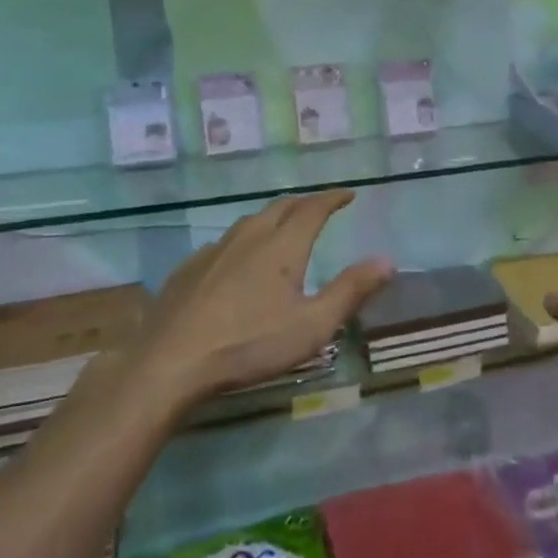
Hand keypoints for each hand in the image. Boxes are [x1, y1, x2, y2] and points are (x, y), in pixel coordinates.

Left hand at [131, 190, 393, 408]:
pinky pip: (224, 243)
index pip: (312, 209)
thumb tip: (386, 260)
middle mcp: (249, 238)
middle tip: (319, 208)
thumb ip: (350, 291)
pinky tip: (238, 260)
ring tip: (282, 227)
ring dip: (272, 218)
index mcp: (282, 246)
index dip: (332, 199)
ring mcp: (214, 251)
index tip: (348, 194)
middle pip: (280, 208)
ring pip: (249, 222)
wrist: (171, 363)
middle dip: (303, 204)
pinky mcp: (189, 269)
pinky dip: (243, 241)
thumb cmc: (250, 345)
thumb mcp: (312, 326)